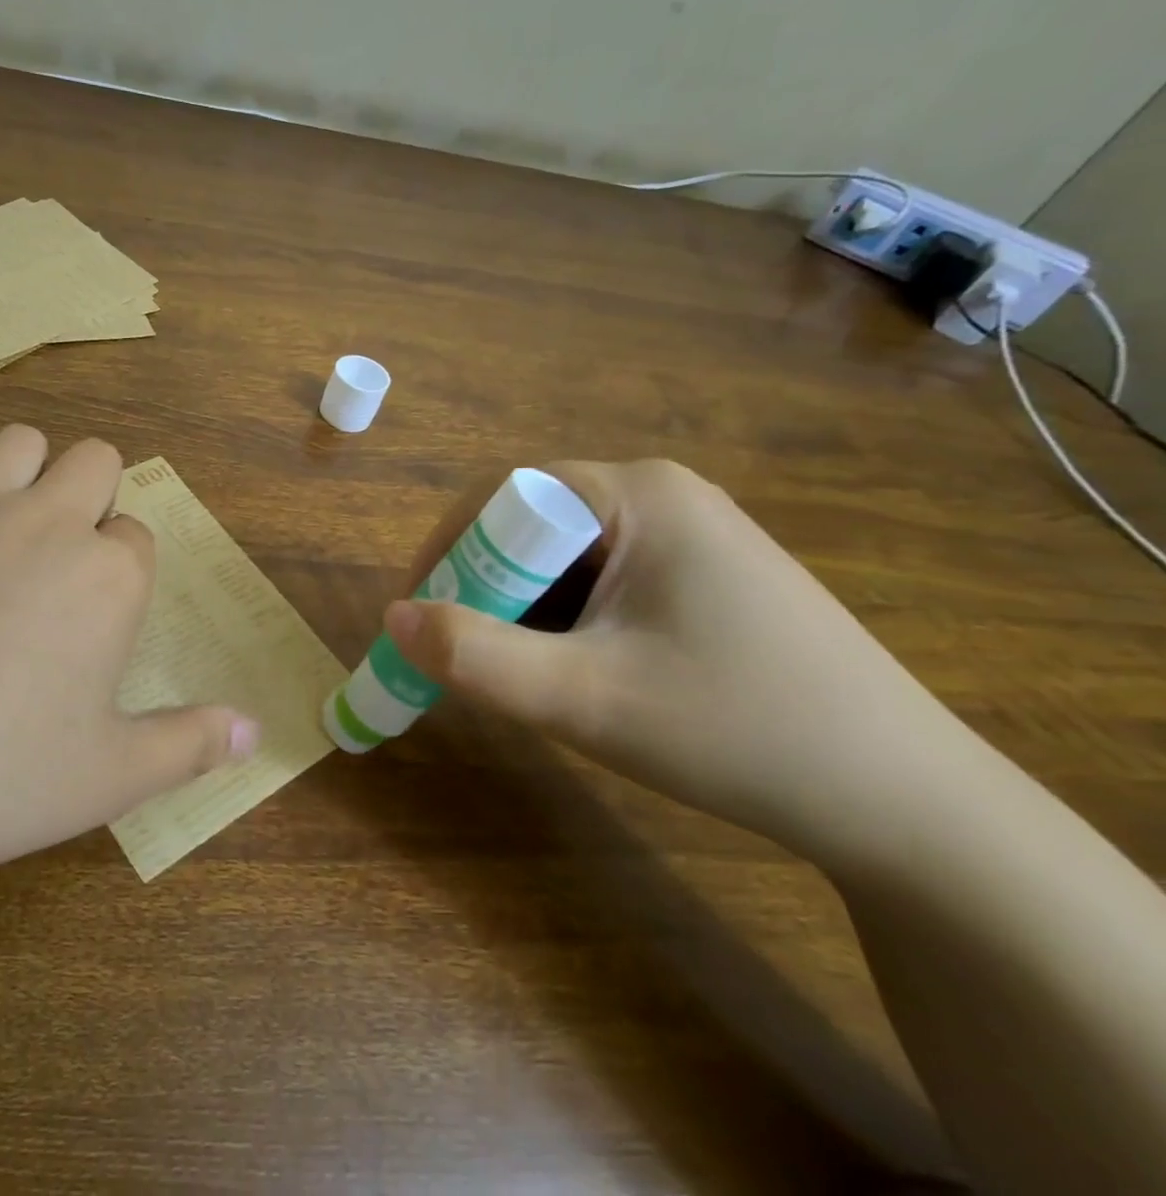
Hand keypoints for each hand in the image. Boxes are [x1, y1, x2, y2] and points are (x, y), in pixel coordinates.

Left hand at [0, 391, 257, 904]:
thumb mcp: (111, 776)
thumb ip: (191, 745)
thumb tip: (256, 731)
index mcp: (109, 576)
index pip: (137, 538)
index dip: (123, 569)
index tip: (101, 614)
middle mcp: (49, 522)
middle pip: (96, 463)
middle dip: (94, 498)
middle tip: (66, 562)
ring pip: (23, 440)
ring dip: (32, 468)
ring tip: (15, 518)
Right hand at [383, 460, 975, 868]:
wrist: (911, 808)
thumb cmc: (738, 732)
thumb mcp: (584, 699)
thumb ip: (473, 656)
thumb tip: (392, 618)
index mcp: (638, 493)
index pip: (504, 496)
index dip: (450, 552)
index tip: (422, 617)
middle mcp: (665, 495)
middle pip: (534, 526)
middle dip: (486, 589)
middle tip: (466, 657)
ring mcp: (694, 534)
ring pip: (568, 558)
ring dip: (527, 611)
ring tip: (525, 676)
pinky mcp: (709, 576)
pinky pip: (608, 580)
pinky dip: (571, 621)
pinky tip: (584, 674)